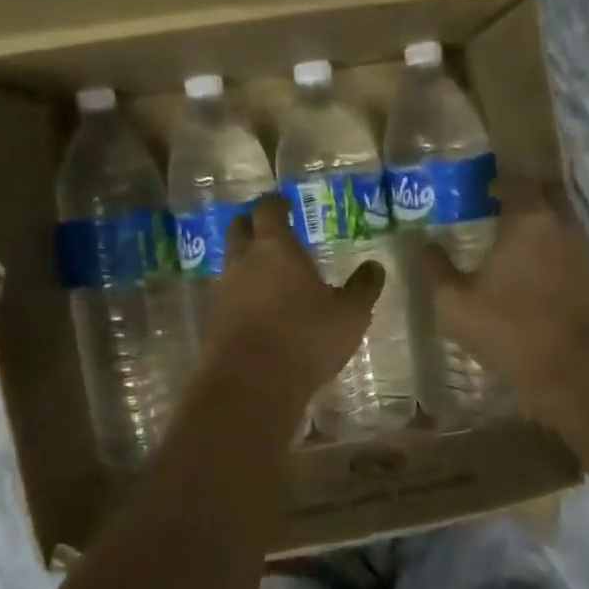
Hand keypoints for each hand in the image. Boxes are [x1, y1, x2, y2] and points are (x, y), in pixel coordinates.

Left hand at [199, 195, 384, 404]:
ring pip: (231, 264)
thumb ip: (363, 288)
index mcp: (274, 247)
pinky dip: (242, 296)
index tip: (286, 204)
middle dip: (252, 226)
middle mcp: (243, 261)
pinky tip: (260, 311)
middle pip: (239, 229)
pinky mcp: (213, 322)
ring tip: (270, 275)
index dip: (276, 204)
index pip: (268, 210)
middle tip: (271, 231)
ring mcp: (223, 291)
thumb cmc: (305, 337)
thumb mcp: (349, 314)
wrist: (251, 384)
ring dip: (246, 264)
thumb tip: (375, 267)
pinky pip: (227, 297)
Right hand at [420, 180, 588, 416]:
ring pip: (567, 229)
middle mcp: (566, 227)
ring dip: (546, 234)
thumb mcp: (455, 305)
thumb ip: (436, 270)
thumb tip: (424, 246)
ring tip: (521, 254)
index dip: (501, 184)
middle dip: (529, 199)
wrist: (580, 376)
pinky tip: (546, 287)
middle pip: (550, 197)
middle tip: (504, 214)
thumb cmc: (511, 331)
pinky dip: (561, 263)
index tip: (485, 193)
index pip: (518, 183)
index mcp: (529, 221)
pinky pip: (579, 260)